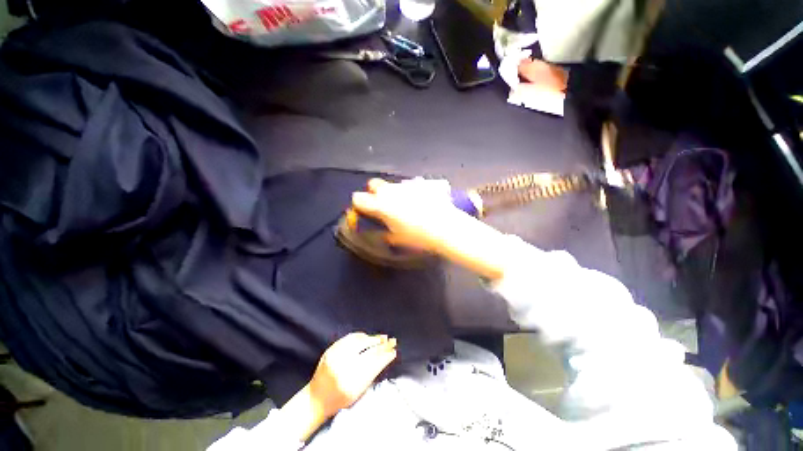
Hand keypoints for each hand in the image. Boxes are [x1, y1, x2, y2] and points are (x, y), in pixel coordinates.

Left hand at [309, 332, 396, 417]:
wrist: (317, 397)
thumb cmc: (340, 399)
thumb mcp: (358, 392)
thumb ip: (371, 374)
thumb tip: (386, 357)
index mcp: (351, 384)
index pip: (374, 365)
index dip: (385, 356)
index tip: (393, 352)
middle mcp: (343, 369)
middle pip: (368, 352)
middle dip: (382, 345)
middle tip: (392, 341)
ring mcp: (335, 357)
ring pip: (359, 342)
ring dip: (373, 339)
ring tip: (383, 337)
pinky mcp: (331, 350)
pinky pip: (349, 338)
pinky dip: (360, 336)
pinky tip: (368, 336)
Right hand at [351, 178, 469, 252]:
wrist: (446, 227)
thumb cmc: (418, 236)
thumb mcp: (397, 238)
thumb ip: (383, 232)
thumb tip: (377, 231)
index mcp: (380, 205)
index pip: (357, 198)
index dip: (359, 204)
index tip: (364, 211)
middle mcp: (390, 191)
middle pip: (373, 184)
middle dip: (374, 193)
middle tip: (384, 206)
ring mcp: (406, 185)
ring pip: (393, 185)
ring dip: (394, 193)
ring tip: (407, 206)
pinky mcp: (421, 183)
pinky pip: (410, 185)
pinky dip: (411, 192)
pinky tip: (421, 201)